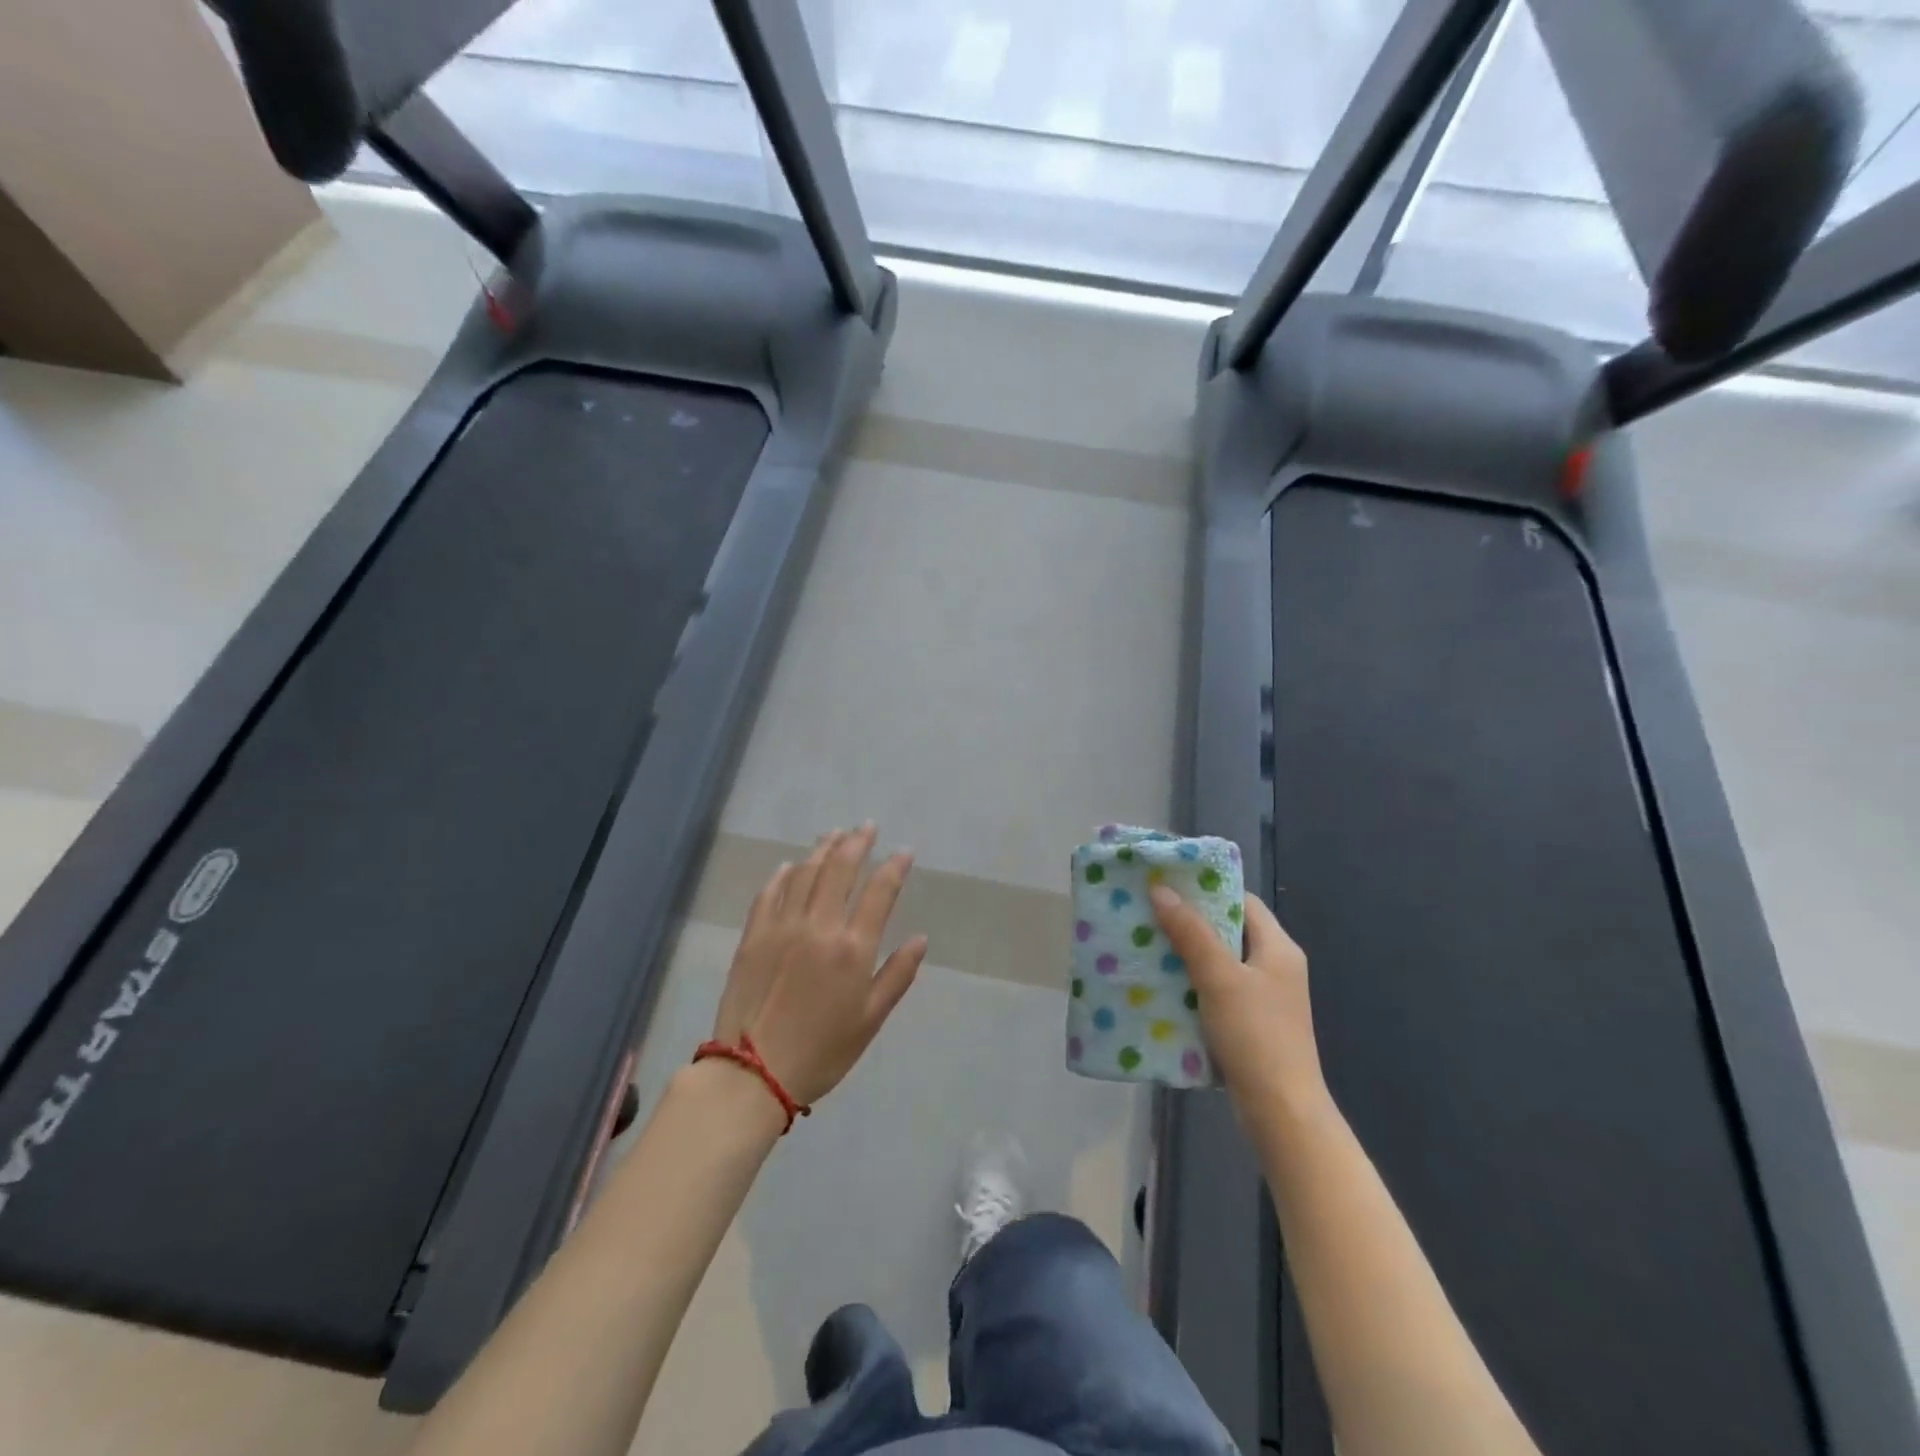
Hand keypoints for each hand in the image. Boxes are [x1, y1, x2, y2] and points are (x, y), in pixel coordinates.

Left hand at [712, 824, 927, 1107]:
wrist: (752, 1072)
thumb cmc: (822, 1051)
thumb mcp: (870, 1019)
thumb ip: (898, 975)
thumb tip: (920, 939)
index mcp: (852, 948)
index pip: (879, 892)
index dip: (894, 866)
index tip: (904, 852)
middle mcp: (818, 926)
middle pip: (839, 869)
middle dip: (857, 842)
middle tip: (867, 826)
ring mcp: (781, 926)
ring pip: (804, 873)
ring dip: (822, 849)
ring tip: (834, 834)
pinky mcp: (753, 935)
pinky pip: (769, 893)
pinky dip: (782, 874)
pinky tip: (790, 865)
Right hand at [1150, 886, 1328, 1124]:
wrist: (1281, 1112)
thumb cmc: (1256, 1035)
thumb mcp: (1219, 977)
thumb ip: (1191, 932)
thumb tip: (1161, 889)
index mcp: (1279, 948)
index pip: (1242, 901)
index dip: (1207, 890)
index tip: (1167, 885)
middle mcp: (1275, 967)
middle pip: (1228, 931)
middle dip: (1188, 923)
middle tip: (1148, 914)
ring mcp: (1264, 998)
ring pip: (1218, 963)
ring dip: (1185, 955)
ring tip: (1145, 945)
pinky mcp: (1250, 1024)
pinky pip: (1216, 991)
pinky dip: (1191, 985)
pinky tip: (1161, 986)